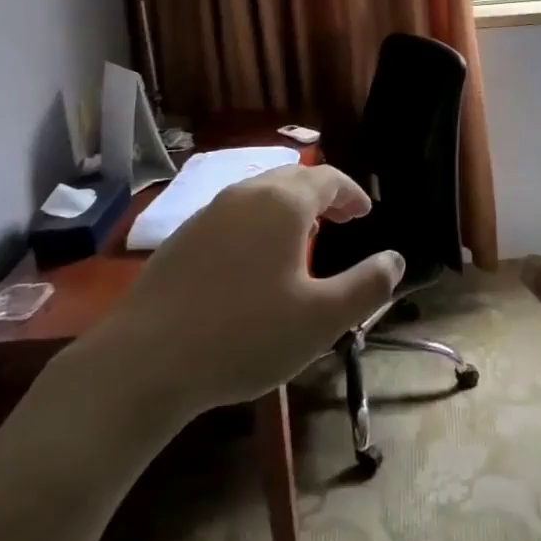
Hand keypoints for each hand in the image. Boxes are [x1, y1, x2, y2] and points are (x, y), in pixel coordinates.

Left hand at [59, 164, 403, 426]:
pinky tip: (254, 259)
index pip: (329, 178)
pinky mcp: (183, 237)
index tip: (366, 214)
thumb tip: (396, 259)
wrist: (144, 362)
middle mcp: (246, 194)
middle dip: (323, 194)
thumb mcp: (322, 319)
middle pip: (293, 178)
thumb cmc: (245, 335)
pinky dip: (258, 222)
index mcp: (283, 203)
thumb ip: (367, 285)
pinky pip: (234, 214)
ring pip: (260, 194)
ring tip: (303, 236)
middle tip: (342, 220)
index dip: (352, 193)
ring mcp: (209, 212)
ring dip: (289, 206)